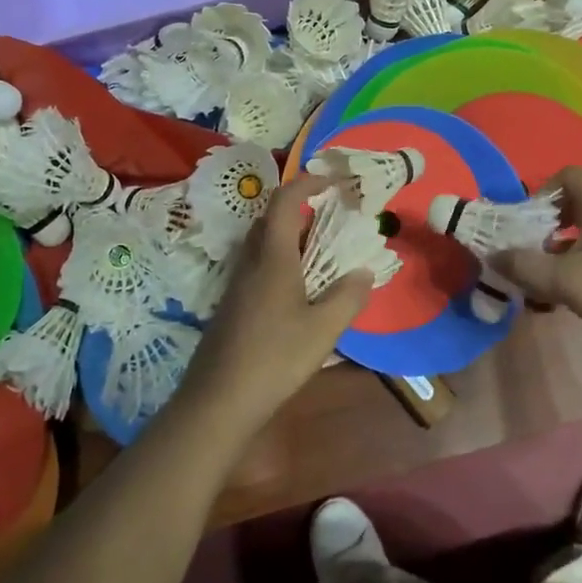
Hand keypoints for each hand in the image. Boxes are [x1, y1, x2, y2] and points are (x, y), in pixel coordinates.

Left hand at [180, 174, 373, 432]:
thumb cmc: (274, 358)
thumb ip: (348, 296)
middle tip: (333, 218)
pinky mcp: (233, 305)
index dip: (308, 182)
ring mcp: (237, 284)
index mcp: (272, 257)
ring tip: (323, 253)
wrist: (218, 401)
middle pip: (272, 219)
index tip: (335, 181)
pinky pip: (260, 266)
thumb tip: (363, 271)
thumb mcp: (323, 329)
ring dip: (293, 237)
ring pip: (264, 244)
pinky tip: (301, 290)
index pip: (285, 201)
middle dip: (302, 209)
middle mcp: (250, 262)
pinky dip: (283, 262)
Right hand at [492, 167, 581, 368]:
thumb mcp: (568, 281)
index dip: (544, 189)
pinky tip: (556, 298)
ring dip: (553, 252)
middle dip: (541, 225)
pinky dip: (569, 271)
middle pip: (571, 206)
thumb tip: (492, 255)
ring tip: (533, 278)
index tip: (526, 218)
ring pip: (579, 236)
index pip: (570, 175)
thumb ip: (527, 267)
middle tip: (522, 249)